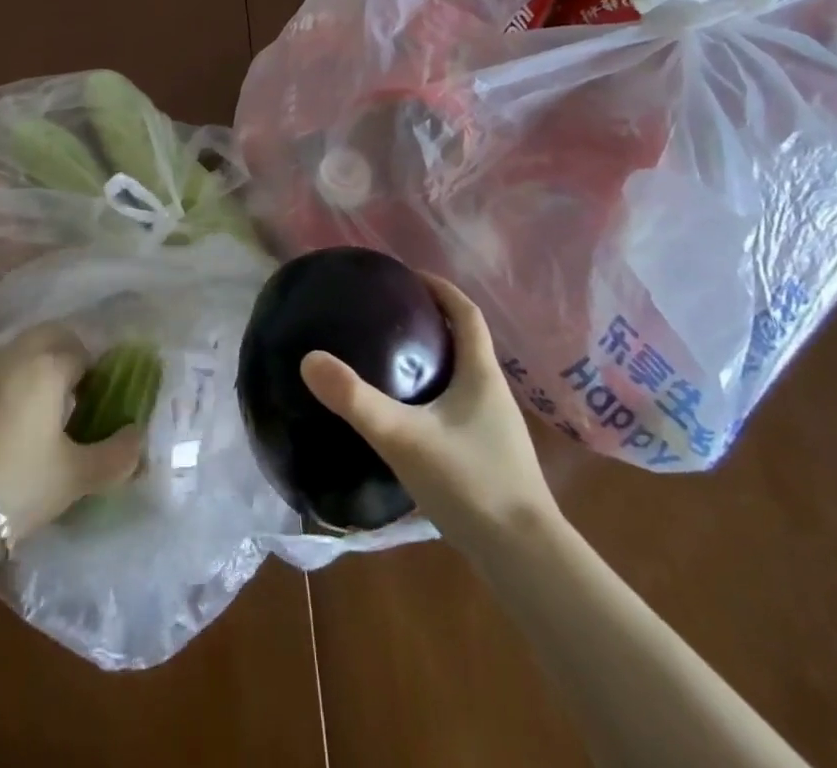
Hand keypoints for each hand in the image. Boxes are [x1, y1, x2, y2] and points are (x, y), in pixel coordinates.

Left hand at [0, 324, 143, 541]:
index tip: (97, 403)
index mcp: (48, 365)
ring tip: (37, 406)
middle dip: (66, 354)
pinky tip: (2, 414)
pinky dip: (3, 377)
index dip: (96, 375)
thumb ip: (116, 455)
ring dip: (33, 363)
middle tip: (73, 395)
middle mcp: (15, 352)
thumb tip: (138, 437)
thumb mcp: (75, 477)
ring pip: (18, 347)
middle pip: (50, 336)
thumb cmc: (17, 485)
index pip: (83, 353)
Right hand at [300, 274, 558, 542]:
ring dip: (433, 359)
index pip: (466, 312)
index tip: (407, 276)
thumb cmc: (471, 484)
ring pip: (462, 376)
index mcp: (481, 373)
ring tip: (390, 360)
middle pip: (464, 341)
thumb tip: (309, 359)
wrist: (526, 560)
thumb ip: (356, 399)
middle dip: (431, 321)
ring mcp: (496, 428)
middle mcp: (493, 392)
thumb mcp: (404, 437)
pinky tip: (408, 417)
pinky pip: (459, 407)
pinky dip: (434, 395)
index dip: (439, 287)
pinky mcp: (490, 457)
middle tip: (389, 315)